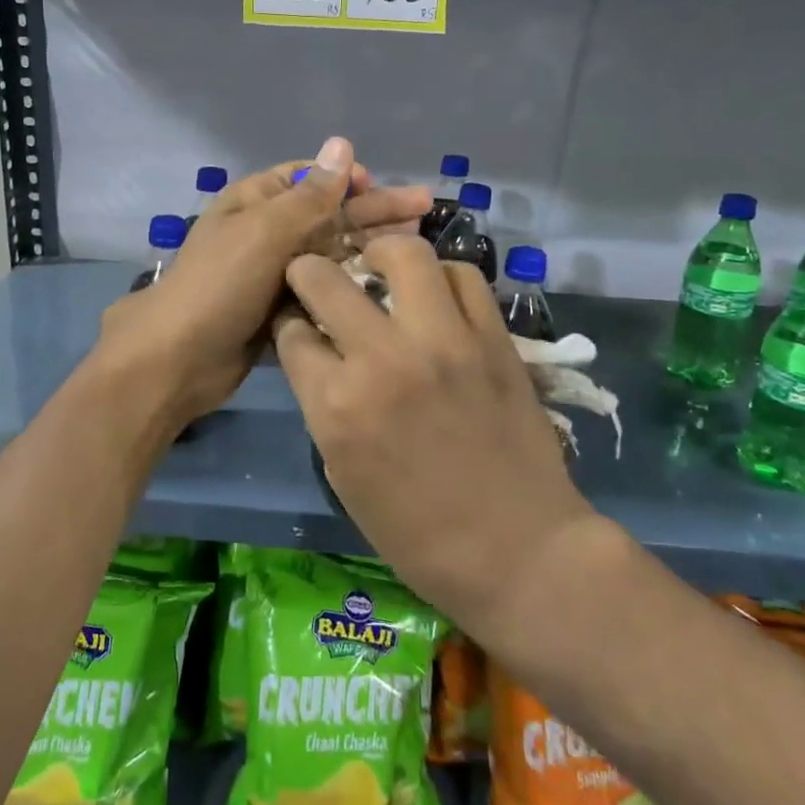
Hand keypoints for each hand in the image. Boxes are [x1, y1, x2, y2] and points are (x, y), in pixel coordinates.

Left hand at [95, 137, 429, 433]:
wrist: (179, 359)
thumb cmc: (220, 285)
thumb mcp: (265, 232)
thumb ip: (310, 195)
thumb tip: (342, 144)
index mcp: (254, 201)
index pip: (309, 177)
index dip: (348, 179)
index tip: (384, 186)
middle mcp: (264, 231)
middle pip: (328, 213)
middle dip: (373, 210)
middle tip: (424, 210)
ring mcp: (272, 271)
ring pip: (329, 251)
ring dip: (367, 246)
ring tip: (415, 247)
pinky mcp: (281, 307)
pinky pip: (323, 286)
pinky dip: (350, 282)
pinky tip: (386, 287)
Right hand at [273, 234, 595, 642]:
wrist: (517, 550)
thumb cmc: (416, 532)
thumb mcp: (342, 471)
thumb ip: (323, 402)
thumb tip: (320, 353)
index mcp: (336, 404)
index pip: (291, 333)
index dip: (287, 324)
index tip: (296, 323)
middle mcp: (383, 359)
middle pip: (325, 278)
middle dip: (308, 271)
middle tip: (319, 278)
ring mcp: (444, 342)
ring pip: (404, 254)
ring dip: (381, 254)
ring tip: (381, 267)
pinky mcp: (493, 339)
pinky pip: (464, 278)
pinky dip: (442, 277)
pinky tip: (436, 294)